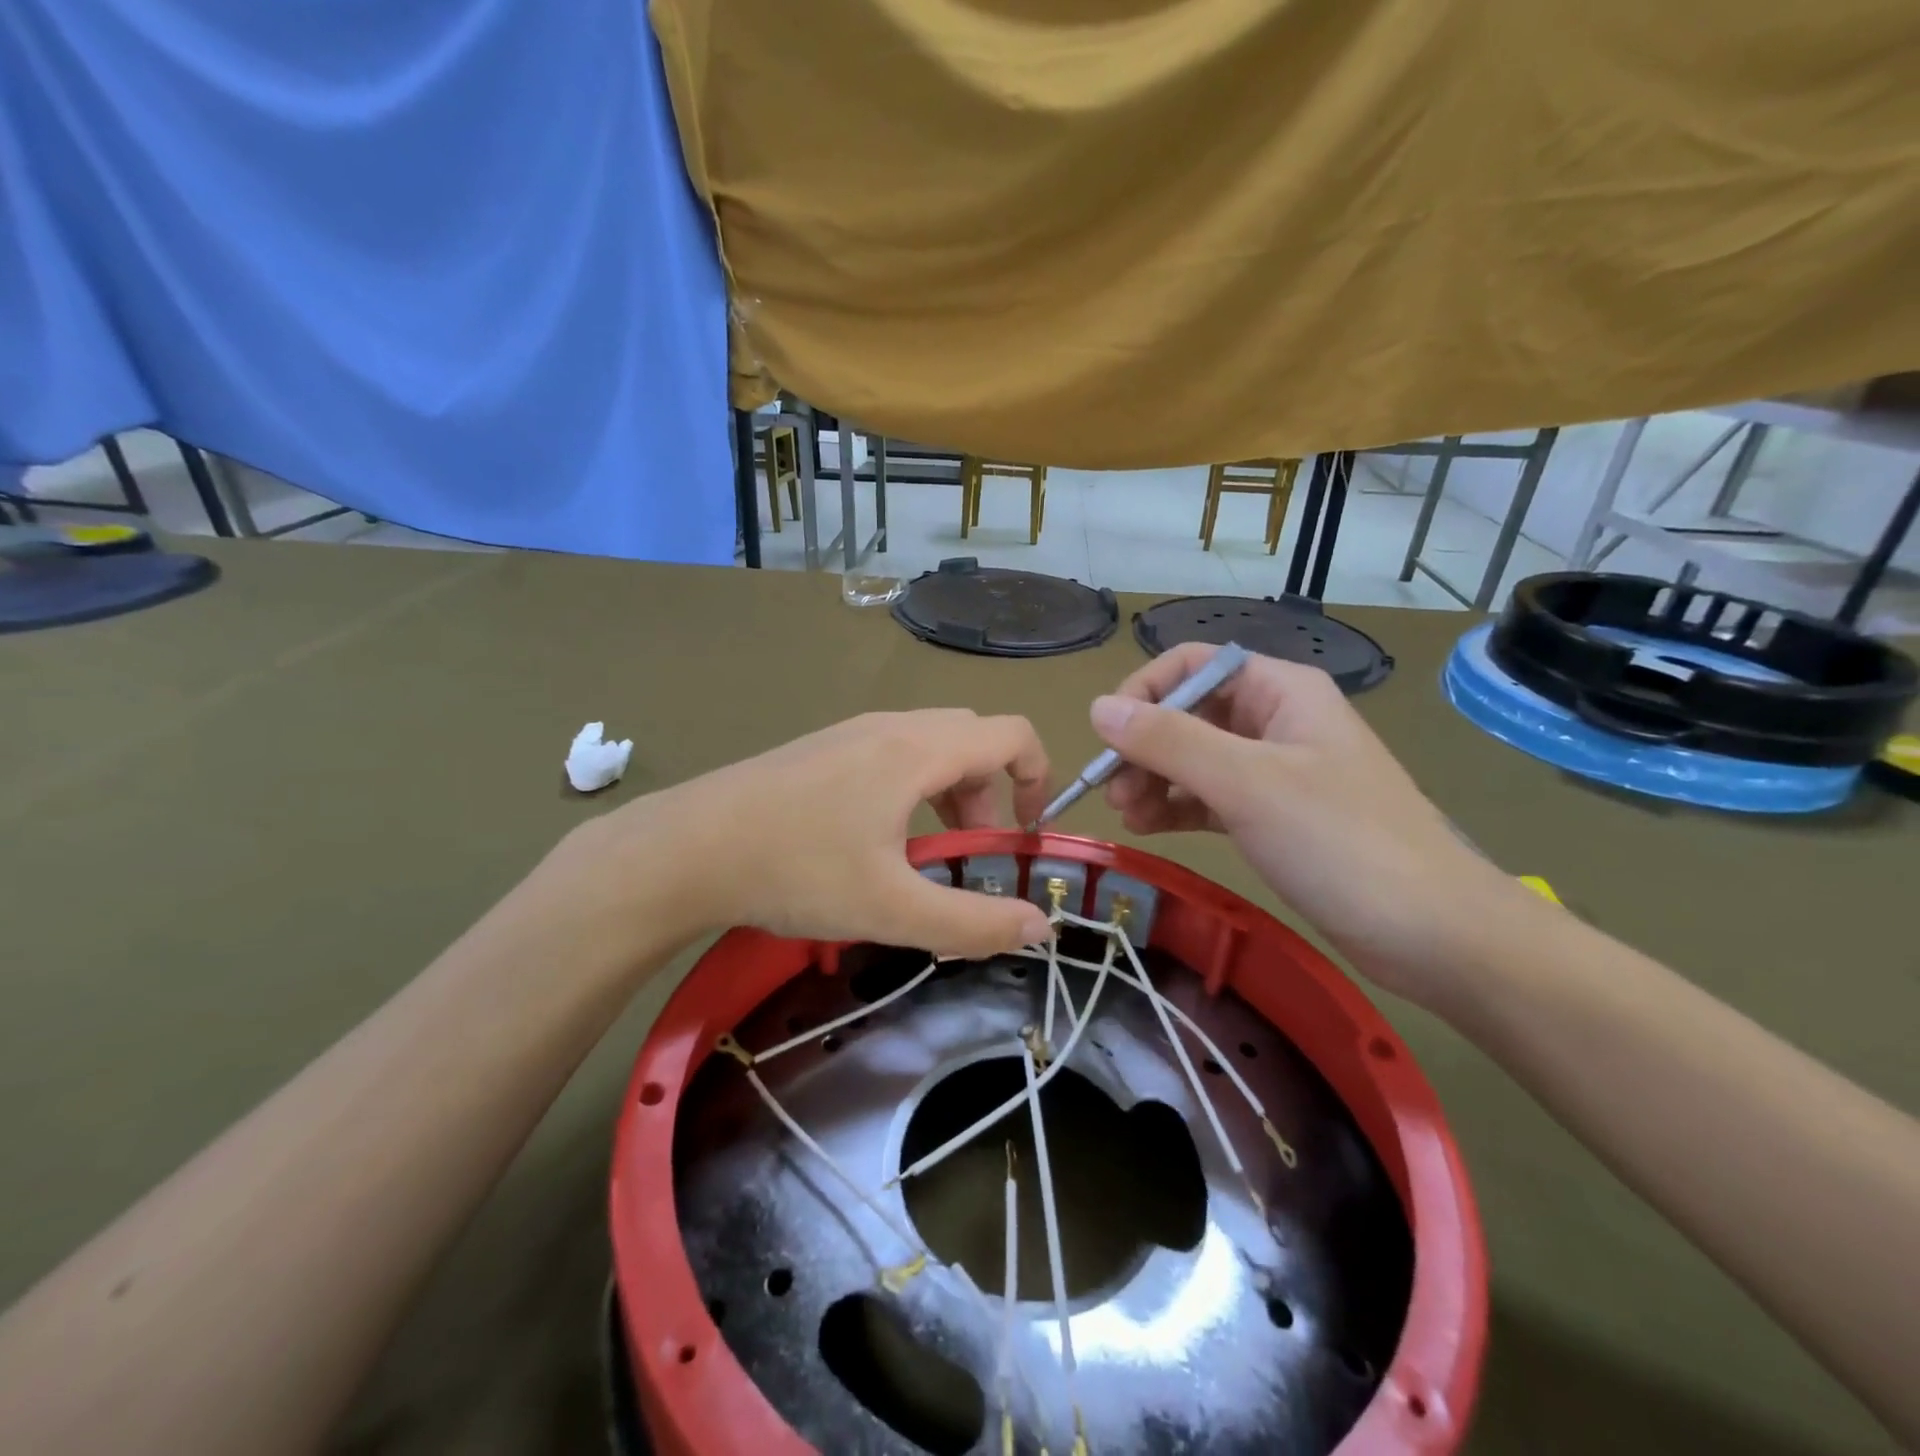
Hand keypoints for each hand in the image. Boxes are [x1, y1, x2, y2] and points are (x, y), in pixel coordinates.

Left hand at [566, 711, 1055, 959]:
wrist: (686, 848)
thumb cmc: (797, 871)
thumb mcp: (892, 909)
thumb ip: (973, 923)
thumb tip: (1039, 925)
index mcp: (918, 750)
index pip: (1011, 734)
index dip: (1038, 776)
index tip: (1028, 833)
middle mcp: (890, 727)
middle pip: (972, 741)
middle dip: (991, 796)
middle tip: (971, 856)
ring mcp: (850, 733)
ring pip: (930, 747)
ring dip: (950, 795)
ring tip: (926, 856)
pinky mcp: (821, 749)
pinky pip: (891, 754)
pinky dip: (913, 789)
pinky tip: (876, 842)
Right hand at [1092, 645, 1521, 1006]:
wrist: (1435, 935)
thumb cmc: (1342, 843)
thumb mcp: (1247, 783)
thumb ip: (1169, 741)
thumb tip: (1097, 708)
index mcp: (1279, 691)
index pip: (1192, 666)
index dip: (1143, 693)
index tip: (1108, 739)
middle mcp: (1275, 721)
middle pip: (1188, 713)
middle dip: (1144, 747)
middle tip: (1114, 792)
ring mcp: (1276, 771)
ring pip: (1194, 758)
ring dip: (1154, 780)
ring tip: (1128, 817)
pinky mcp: (1274, 817)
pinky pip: (1209, 798)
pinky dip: (1176, 808)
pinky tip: (1148, 828)